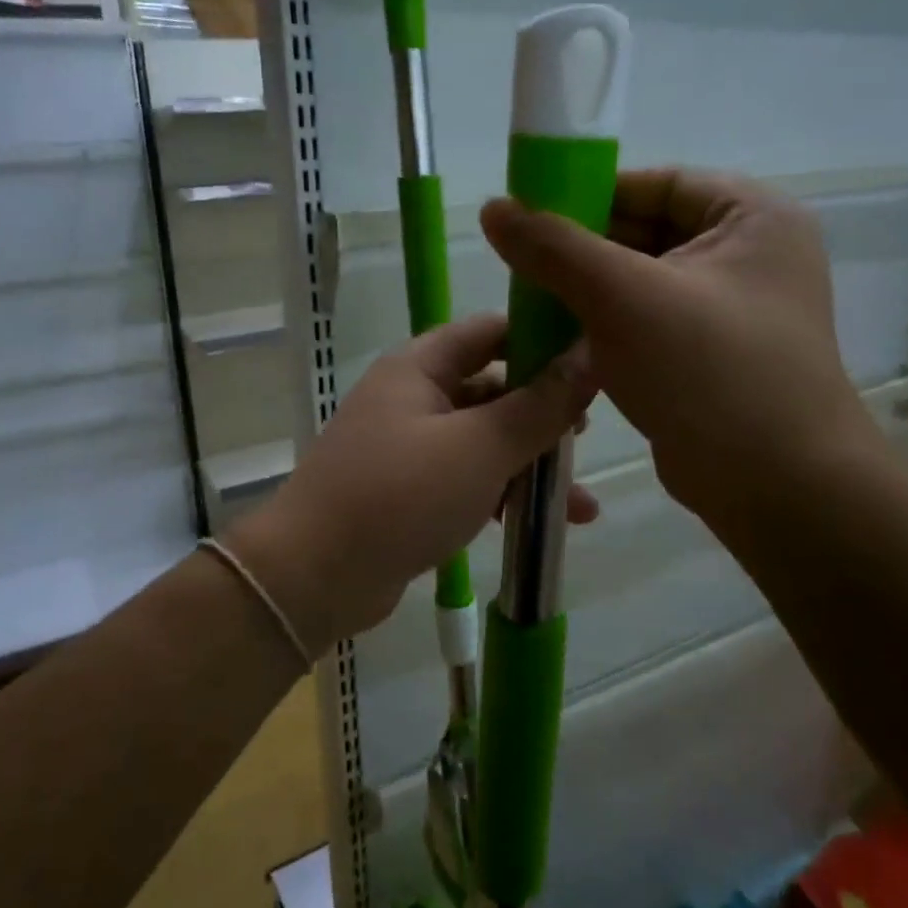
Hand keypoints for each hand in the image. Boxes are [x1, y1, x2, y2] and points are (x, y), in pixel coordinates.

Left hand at [227, 313, 596, 655]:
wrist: (315, 576)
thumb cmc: (400, 495)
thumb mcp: (480, 447)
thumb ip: (539, 405)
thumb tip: (590, 357)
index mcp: (420, 367)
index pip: (489, 331)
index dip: (540, 337)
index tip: (592, 357)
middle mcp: (412, 397)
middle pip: (491, 387)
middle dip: (542, 411)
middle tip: (586, 435)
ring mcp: (409, 447)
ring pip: (484, 440)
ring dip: (530, 464)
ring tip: (582, 499)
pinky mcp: (410, 493)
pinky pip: (468, 480)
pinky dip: (504, 495)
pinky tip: (548, 525)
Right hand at [479, 169, 884, 528]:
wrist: (776, 488)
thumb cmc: (709, 373)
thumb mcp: (623, 298)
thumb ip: (555, 248)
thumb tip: (493, 207)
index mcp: (751, 217)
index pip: (657, 184)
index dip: (591, 194)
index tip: (531, 217)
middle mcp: (748, 255)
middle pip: (646, 232)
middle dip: (583, 252)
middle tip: (522, 268)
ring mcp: (730, 310)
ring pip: (641, 283)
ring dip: (587, 294)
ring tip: (531, 305)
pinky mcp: (709, 357)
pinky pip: (646, 324)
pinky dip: (605, 328)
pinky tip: (559, 341)